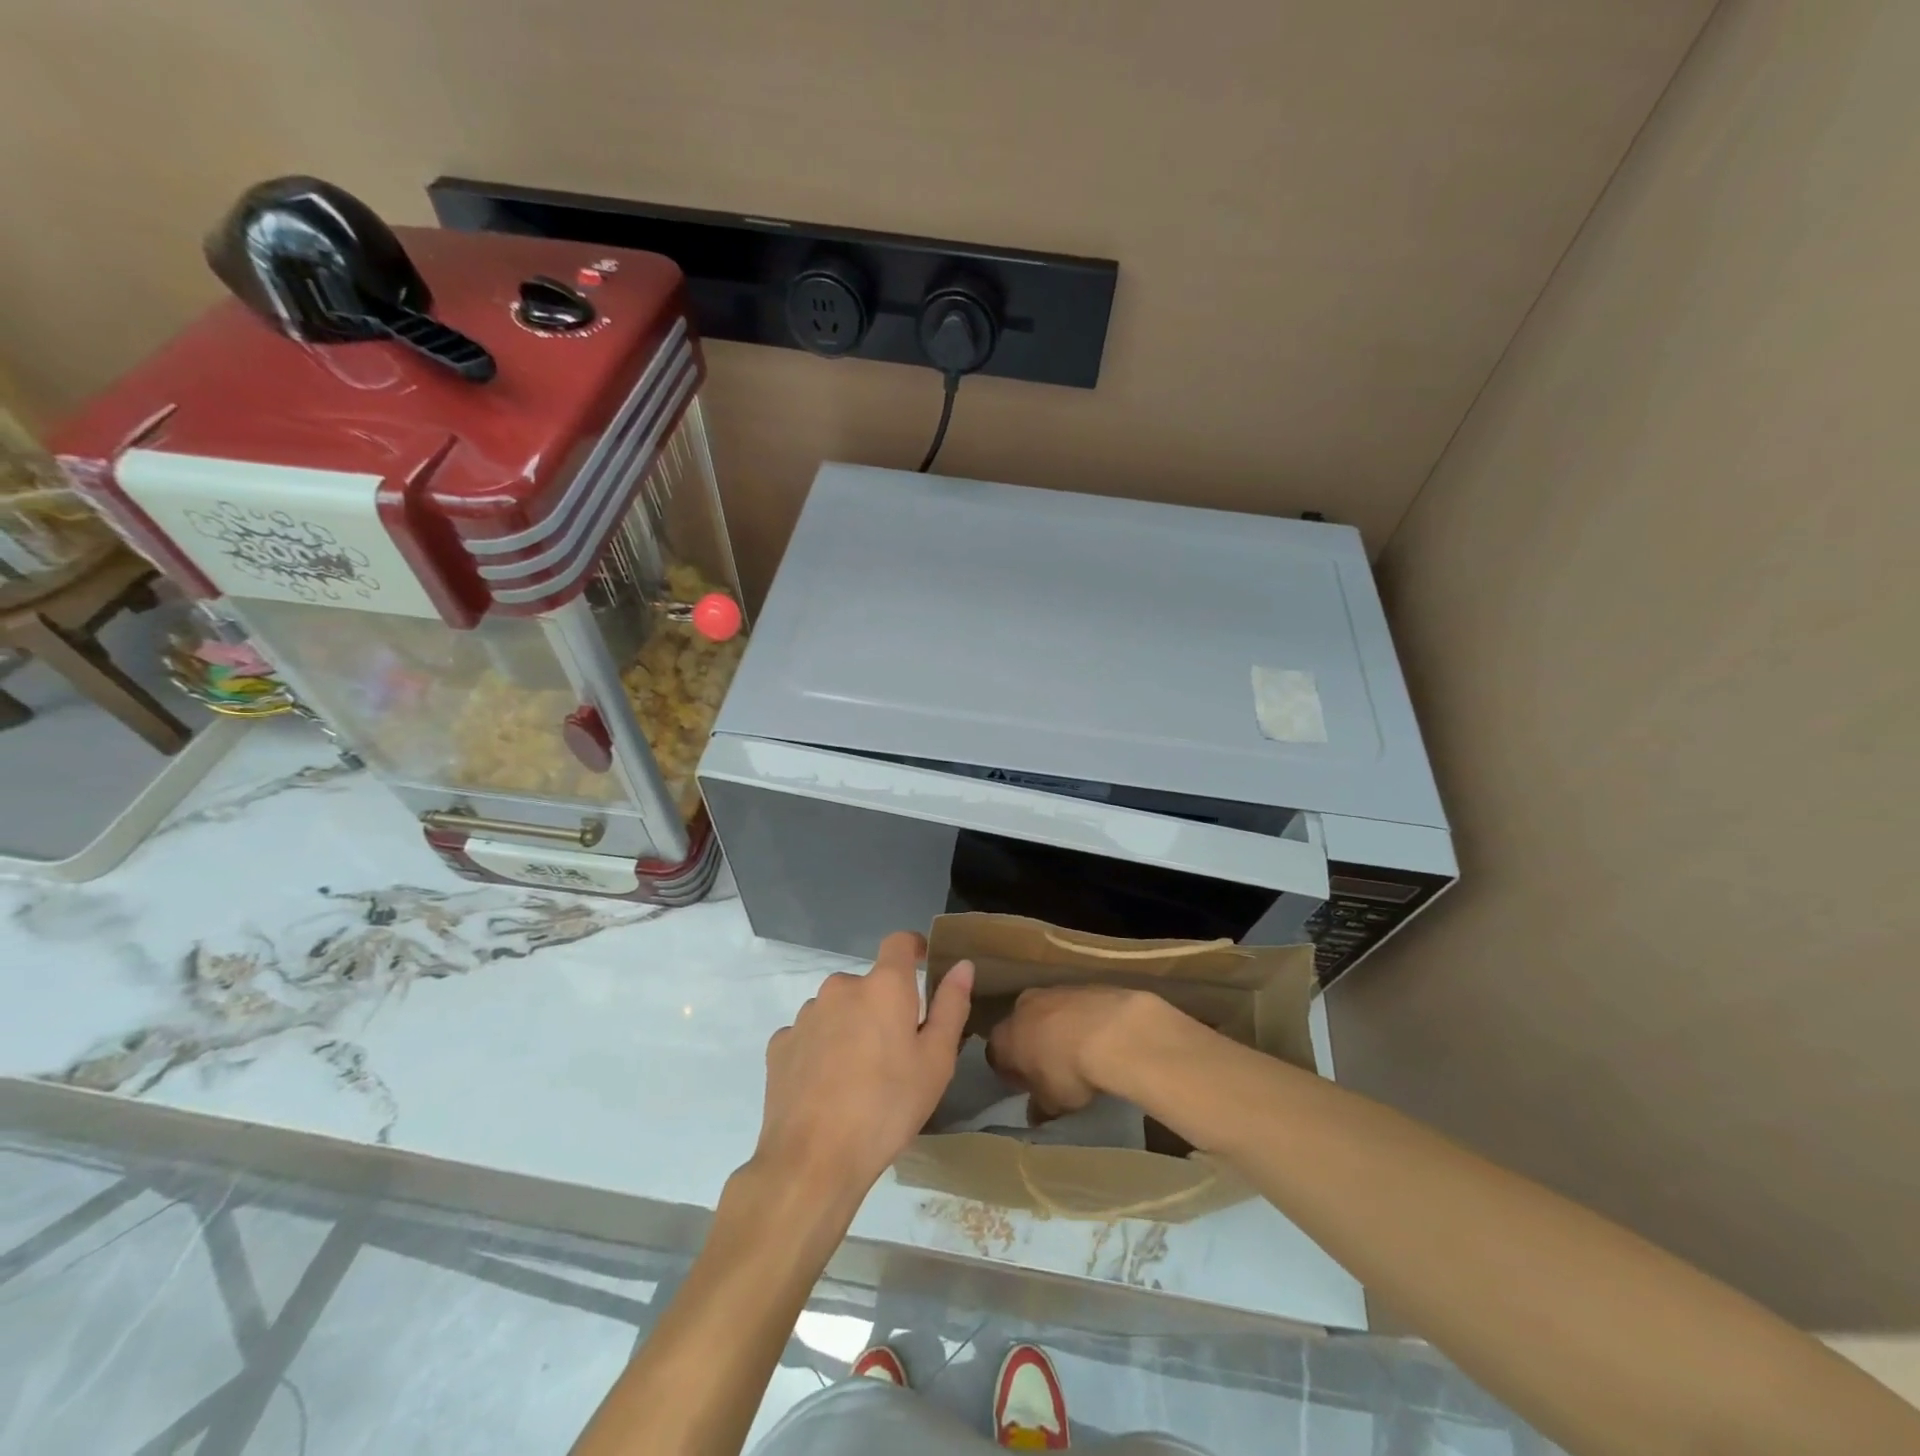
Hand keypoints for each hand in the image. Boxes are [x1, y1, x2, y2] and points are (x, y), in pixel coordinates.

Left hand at [753, 931, 973, 1202]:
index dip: (914, 948)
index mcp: (883, 986)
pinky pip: (810, 1034)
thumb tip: (962, 964)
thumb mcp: (936, 1061)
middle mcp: (840, 987)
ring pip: (837, 1009)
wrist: (813, 1160)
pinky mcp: (780, 1044)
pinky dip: (822, 1048)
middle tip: (896, 1051)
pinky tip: (827, 1086)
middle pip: (869, 984)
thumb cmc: (888, 1107)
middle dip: (883, 1006)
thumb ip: (951, 1005)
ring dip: (851, 1026)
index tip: (924, 965)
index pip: (899, 942)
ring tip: (860, 1075)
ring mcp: (806, 1015)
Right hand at [987, 986, 1184, 1117]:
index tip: (1027, 1087)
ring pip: (1048, 1013)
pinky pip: (1074, 1006)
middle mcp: (1021, 1007)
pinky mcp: (1081, 985)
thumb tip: (1035, 1113)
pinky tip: (1098, 1038)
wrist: (1111, 1032)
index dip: (1011, 1073)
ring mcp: (1051, 991)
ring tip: (1079, 1053)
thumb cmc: (1068, 1072)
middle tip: (1051, 1069)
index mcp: (1004, 1037)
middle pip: (1020, 1028)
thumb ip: (1039, 1107)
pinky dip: (1081, 1020)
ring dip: (1057, 1030)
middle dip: (1032, 1045)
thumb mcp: (1052, 1103)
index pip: (996, 1056)